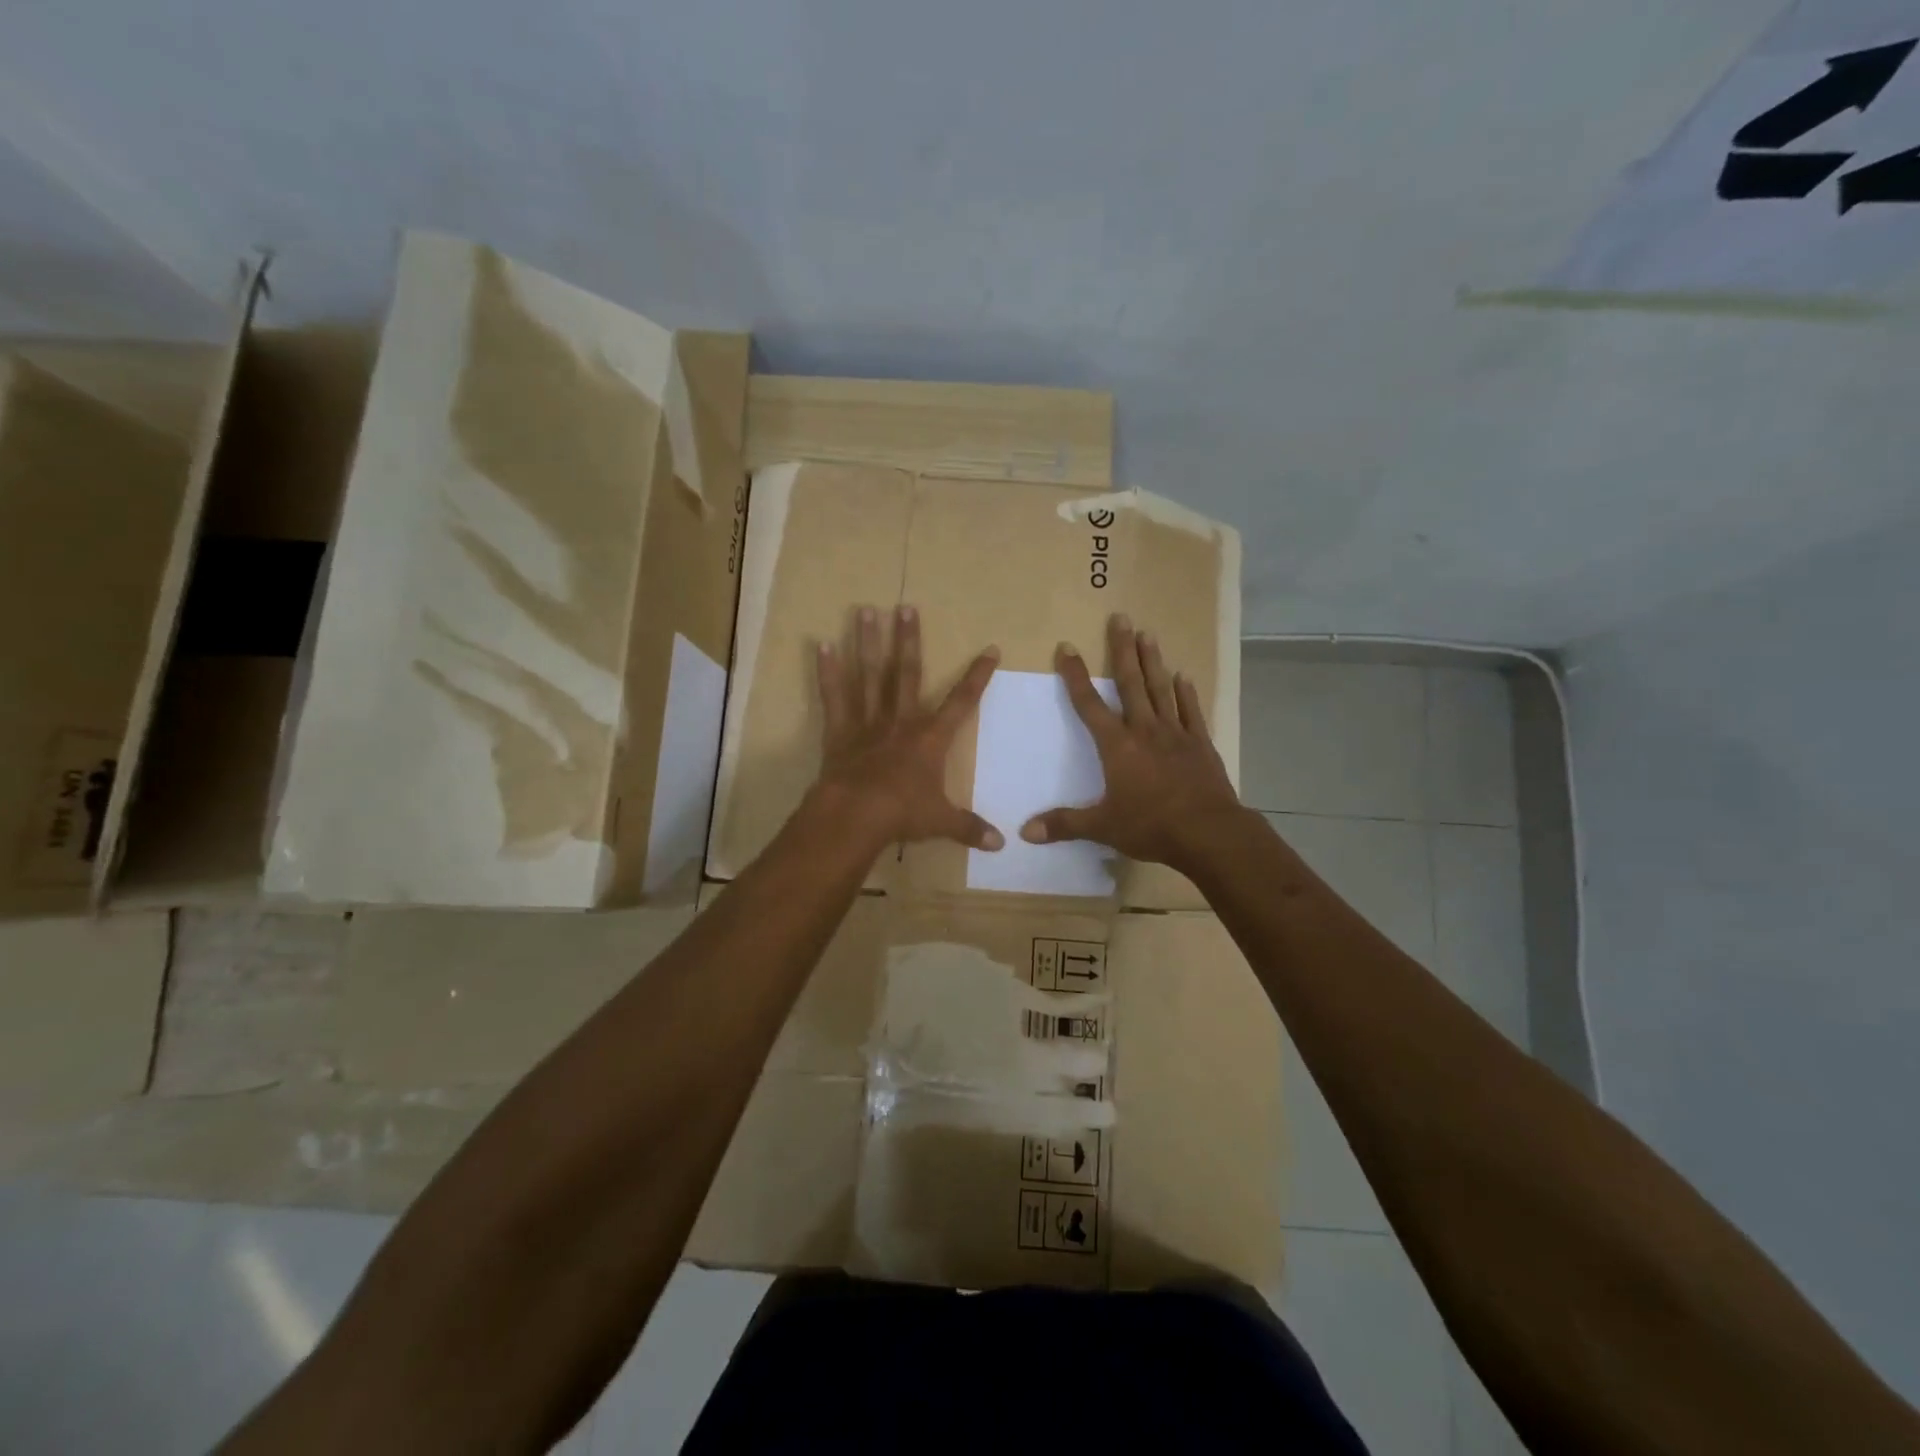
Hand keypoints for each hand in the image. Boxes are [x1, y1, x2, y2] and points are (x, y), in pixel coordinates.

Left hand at [812, 604, 1004, 852]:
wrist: (856, 816)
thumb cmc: (903, 814)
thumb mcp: (941, 822)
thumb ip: (970, 828)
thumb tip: (1001, 844)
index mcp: (931, 739)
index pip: (962, 702)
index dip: (978, 676)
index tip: (990, 649)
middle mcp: (901, 721)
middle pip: (908, 673)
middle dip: (909, 640)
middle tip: (905, 607)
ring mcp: (868, 723)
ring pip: (870, 676)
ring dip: (868, 643)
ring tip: (864, 610)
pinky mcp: (840, 732)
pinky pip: (834, 697)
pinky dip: (828, 672)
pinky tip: (822, 645)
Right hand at [1022, 614, 1245, 873]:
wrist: (1208, 832)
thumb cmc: (1151, 826)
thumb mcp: (1102, 827)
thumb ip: (1064, 825)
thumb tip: (1024, 832)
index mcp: (1117, 746)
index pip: (1089, 704)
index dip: (1075, 676)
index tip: (1067, 648)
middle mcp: (1145, 731)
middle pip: (1131, 683)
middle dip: (1122, 650)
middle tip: (1121, 618)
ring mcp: (1176, 734)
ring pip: (1161, 689)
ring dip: (1153, 661)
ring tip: (1148, 634)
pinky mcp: (1200, 744)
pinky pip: (1191, 711)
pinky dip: (1186, 693)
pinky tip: (1183, 676)